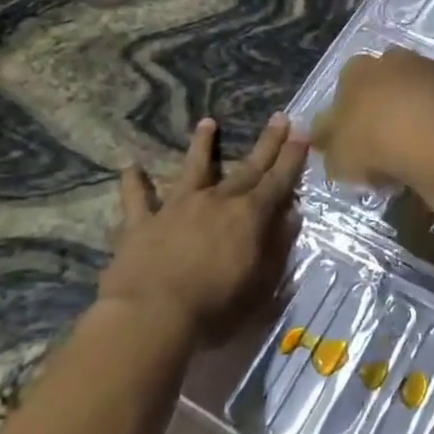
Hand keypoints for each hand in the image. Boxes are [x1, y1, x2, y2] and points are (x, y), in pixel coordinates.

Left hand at [100, 114, 308, 344]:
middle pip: (246, 168)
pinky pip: (137, 199)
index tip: (303, 132)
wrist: (151, 316)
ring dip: (201, 146)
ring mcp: (177, 208)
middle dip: (267, 143)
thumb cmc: (215, 309)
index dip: (293, 158)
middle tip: (280, 117)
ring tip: (207, 122)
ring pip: (192, 169)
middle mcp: (216, 202)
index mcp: (249, 217)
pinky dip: (133, 183)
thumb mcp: (261, 285)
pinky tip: (130, 167)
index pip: (278, 182)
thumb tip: (291, 216)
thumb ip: (277, 247)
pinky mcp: (143, 223)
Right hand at [309, 49, 433, 187]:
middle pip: (383, 87)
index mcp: (356, 70)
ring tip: (418, 156)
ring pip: (418, 94)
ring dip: (417, 118)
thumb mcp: (338, 155)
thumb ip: (328, 146)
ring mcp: (433, 68)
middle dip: (383, 114)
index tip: (353, 149)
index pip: (344, 90)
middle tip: (385, 153)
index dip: (347, 120)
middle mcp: (394, 60)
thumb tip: (322, 140)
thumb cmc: (376, 142)